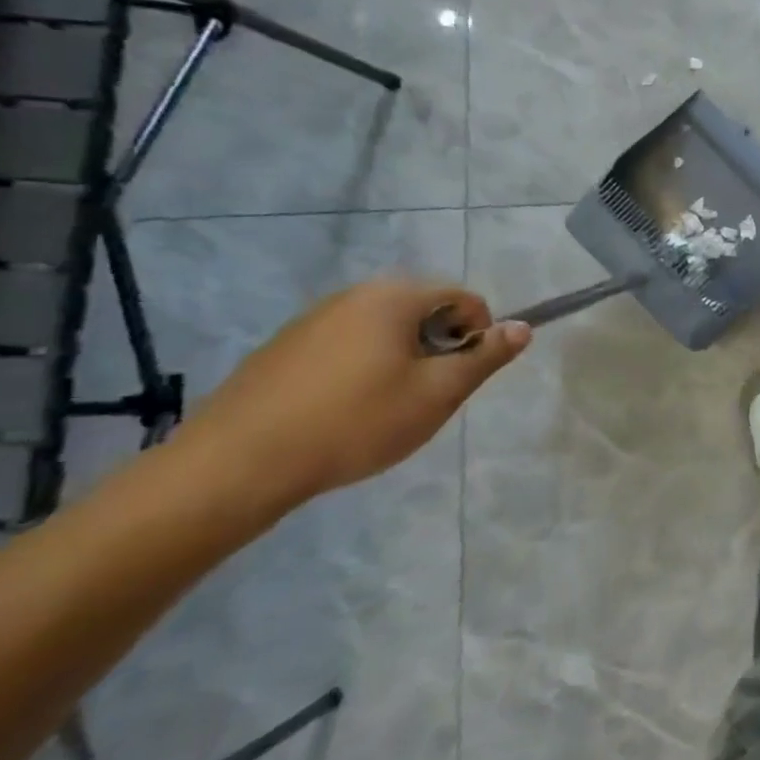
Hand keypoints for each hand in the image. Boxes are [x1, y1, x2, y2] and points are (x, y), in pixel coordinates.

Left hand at [175, 278, 530, 504]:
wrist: (237, 465)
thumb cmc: (355, 422)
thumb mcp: (437, 393)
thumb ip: (485, 356)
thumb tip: (523, 327)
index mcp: (394, 297)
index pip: (463, 298)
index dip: (479, 335)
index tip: (464, 377)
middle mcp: (354, 295)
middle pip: (423, 310)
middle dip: (439, 347)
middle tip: (428, 395)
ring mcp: (312, 319)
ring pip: (384, 330)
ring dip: (402, 359)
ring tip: (387, 408)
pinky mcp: (282, 348)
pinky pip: (346, 346)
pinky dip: (363, 368)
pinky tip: (345, 412)